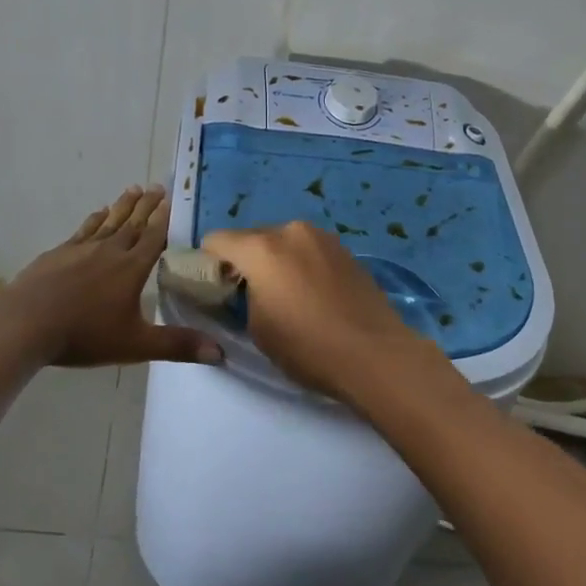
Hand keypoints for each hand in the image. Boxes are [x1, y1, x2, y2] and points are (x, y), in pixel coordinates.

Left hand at [0, 185, 217, 368]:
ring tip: (134, 189)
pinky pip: (84, 230)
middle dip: (148, 206)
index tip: (175, 199)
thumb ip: (176, 346)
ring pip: (109, 221)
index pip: (155, 237)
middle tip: (158, 186)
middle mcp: (110, 250)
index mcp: (132, 268)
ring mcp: (82, 249)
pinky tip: (98, 213)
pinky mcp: (59, 253)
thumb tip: (220, 352)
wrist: (26, 322)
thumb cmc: (84, 334)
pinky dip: (95, 219)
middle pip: (134, 223)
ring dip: (123, 206)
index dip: (166, 218)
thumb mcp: (135, 345)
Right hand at [201, 222, 449, 404]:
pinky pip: (308, 250)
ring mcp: (322, 237)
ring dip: (275, 261)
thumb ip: (242, 298)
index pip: (217, 240)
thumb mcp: (258, 328)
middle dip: (245, 261)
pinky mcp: (344, 249)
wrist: (375, 354)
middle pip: (251, 238)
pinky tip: (313, 296)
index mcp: (262, 248)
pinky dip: (301, 265)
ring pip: (282, 242)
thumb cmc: (307, 346)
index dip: (210, 263)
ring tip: (287, 297)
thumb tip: (247, 289)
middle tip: (250, 296)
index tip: (216, 289)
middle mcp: (290, 230)